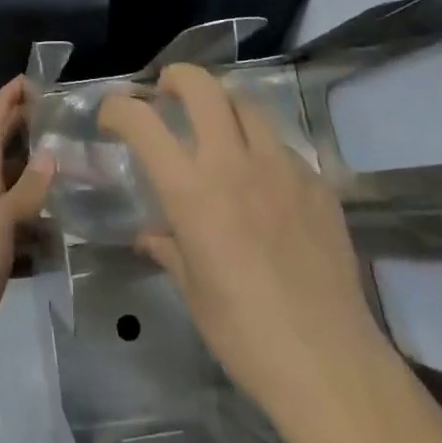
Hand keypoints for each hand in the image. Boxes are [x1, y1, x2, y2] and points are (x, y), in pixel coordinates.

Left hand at [0, 77, 54, 378]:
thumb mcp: (0, 223)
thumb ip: (26, 189)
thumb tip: (50, 152)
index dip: (5, 101)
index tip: (27, 80)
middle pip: (2, 151)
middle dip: (22, 126)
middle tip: (55, 113)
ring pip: (17, 185)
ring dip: (37, 170)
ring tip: (71, 162)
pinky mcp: (0, 251)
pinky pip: (26, 222)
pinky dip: (43, 215)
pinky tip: (65, 221)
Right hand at [99, 64, 395, 441]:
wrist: (330, 364)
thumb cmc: (245, 336)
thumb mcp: (194, 292)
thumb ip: (169, 248)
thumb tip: (150, 236)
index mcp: (192, 192)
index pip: (143, 122)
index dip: (118, 108)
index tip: (111, 116)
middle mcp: (234, 164)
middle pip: (203, 86)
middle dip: (177, 78)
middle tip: (167, 94)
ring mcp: (282, 167)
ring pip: (247, 103)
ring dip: (222, 105)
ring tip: (216, 127)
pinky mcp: (318, 182)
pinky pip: (282, 146)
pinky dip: (262, 148)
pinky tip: (264, 182)